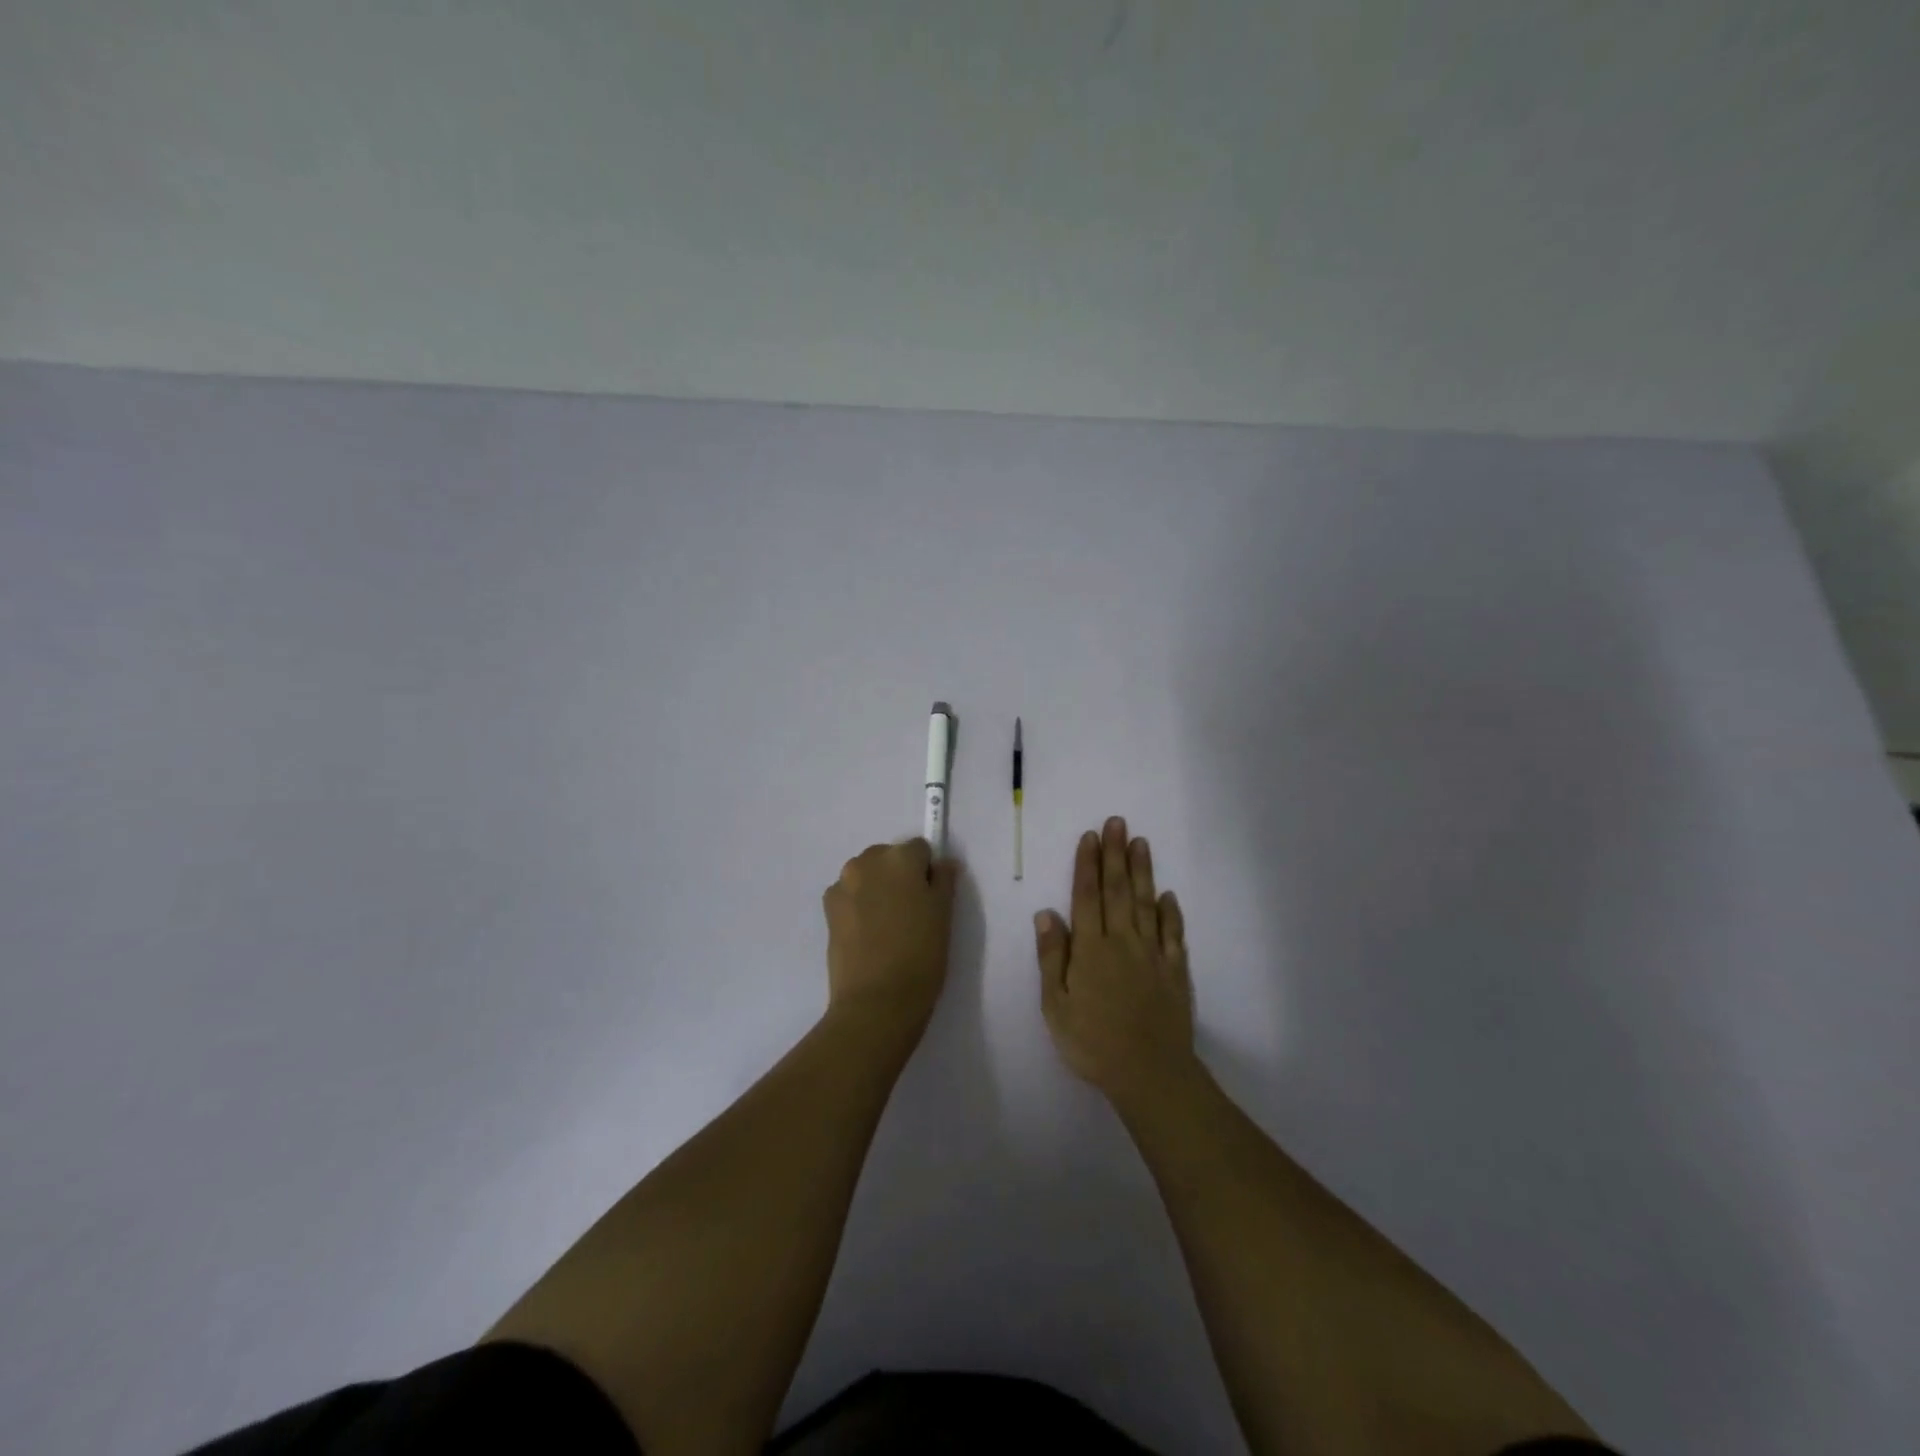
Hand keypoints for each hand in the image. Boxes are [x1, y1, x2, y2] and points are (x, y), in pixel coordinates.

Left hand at [823, 838, 958, 1031]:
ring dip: (877, 888)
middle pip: (889, 857)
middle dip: (899, 876)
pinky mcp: (828, 908)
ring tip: (887, 926)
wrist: (876, 1000)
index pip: (920, 849)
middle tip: (910, 913)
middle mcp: (867, 861)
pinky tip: (867, 933)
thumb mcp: (944, 915)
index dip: (927, 872)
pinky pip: (848, 894)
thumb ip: (944, 881)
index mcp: (900, 858)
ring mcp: (843, 884)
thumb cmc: (921, 955)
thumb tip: (943, 863)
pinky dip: (858, 904)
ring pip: (866, 874)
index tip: (931, 899)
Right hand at [1036, 816, 1196, 1106]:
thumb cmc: (1092, 1043)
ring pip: (1146, 904)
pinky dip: (1171, 912)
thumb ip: (1052, 957)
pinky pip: (1173, 935)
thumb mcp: (1056, 1006)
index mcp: (1091, 949)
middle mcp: (1122, 942)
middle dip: (1115, 855)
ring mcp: (1153, 955)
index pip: (1087, 897)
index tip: (1090, 836)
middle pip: (1118, 891)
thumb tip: (1047, 913)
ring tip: (1140, 842)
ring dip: (1142, 872)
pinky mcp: (1175, 972)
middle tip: (1117, 822)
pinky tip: (1168, 895)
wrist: (1149, 1074)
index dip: (1087, 865)